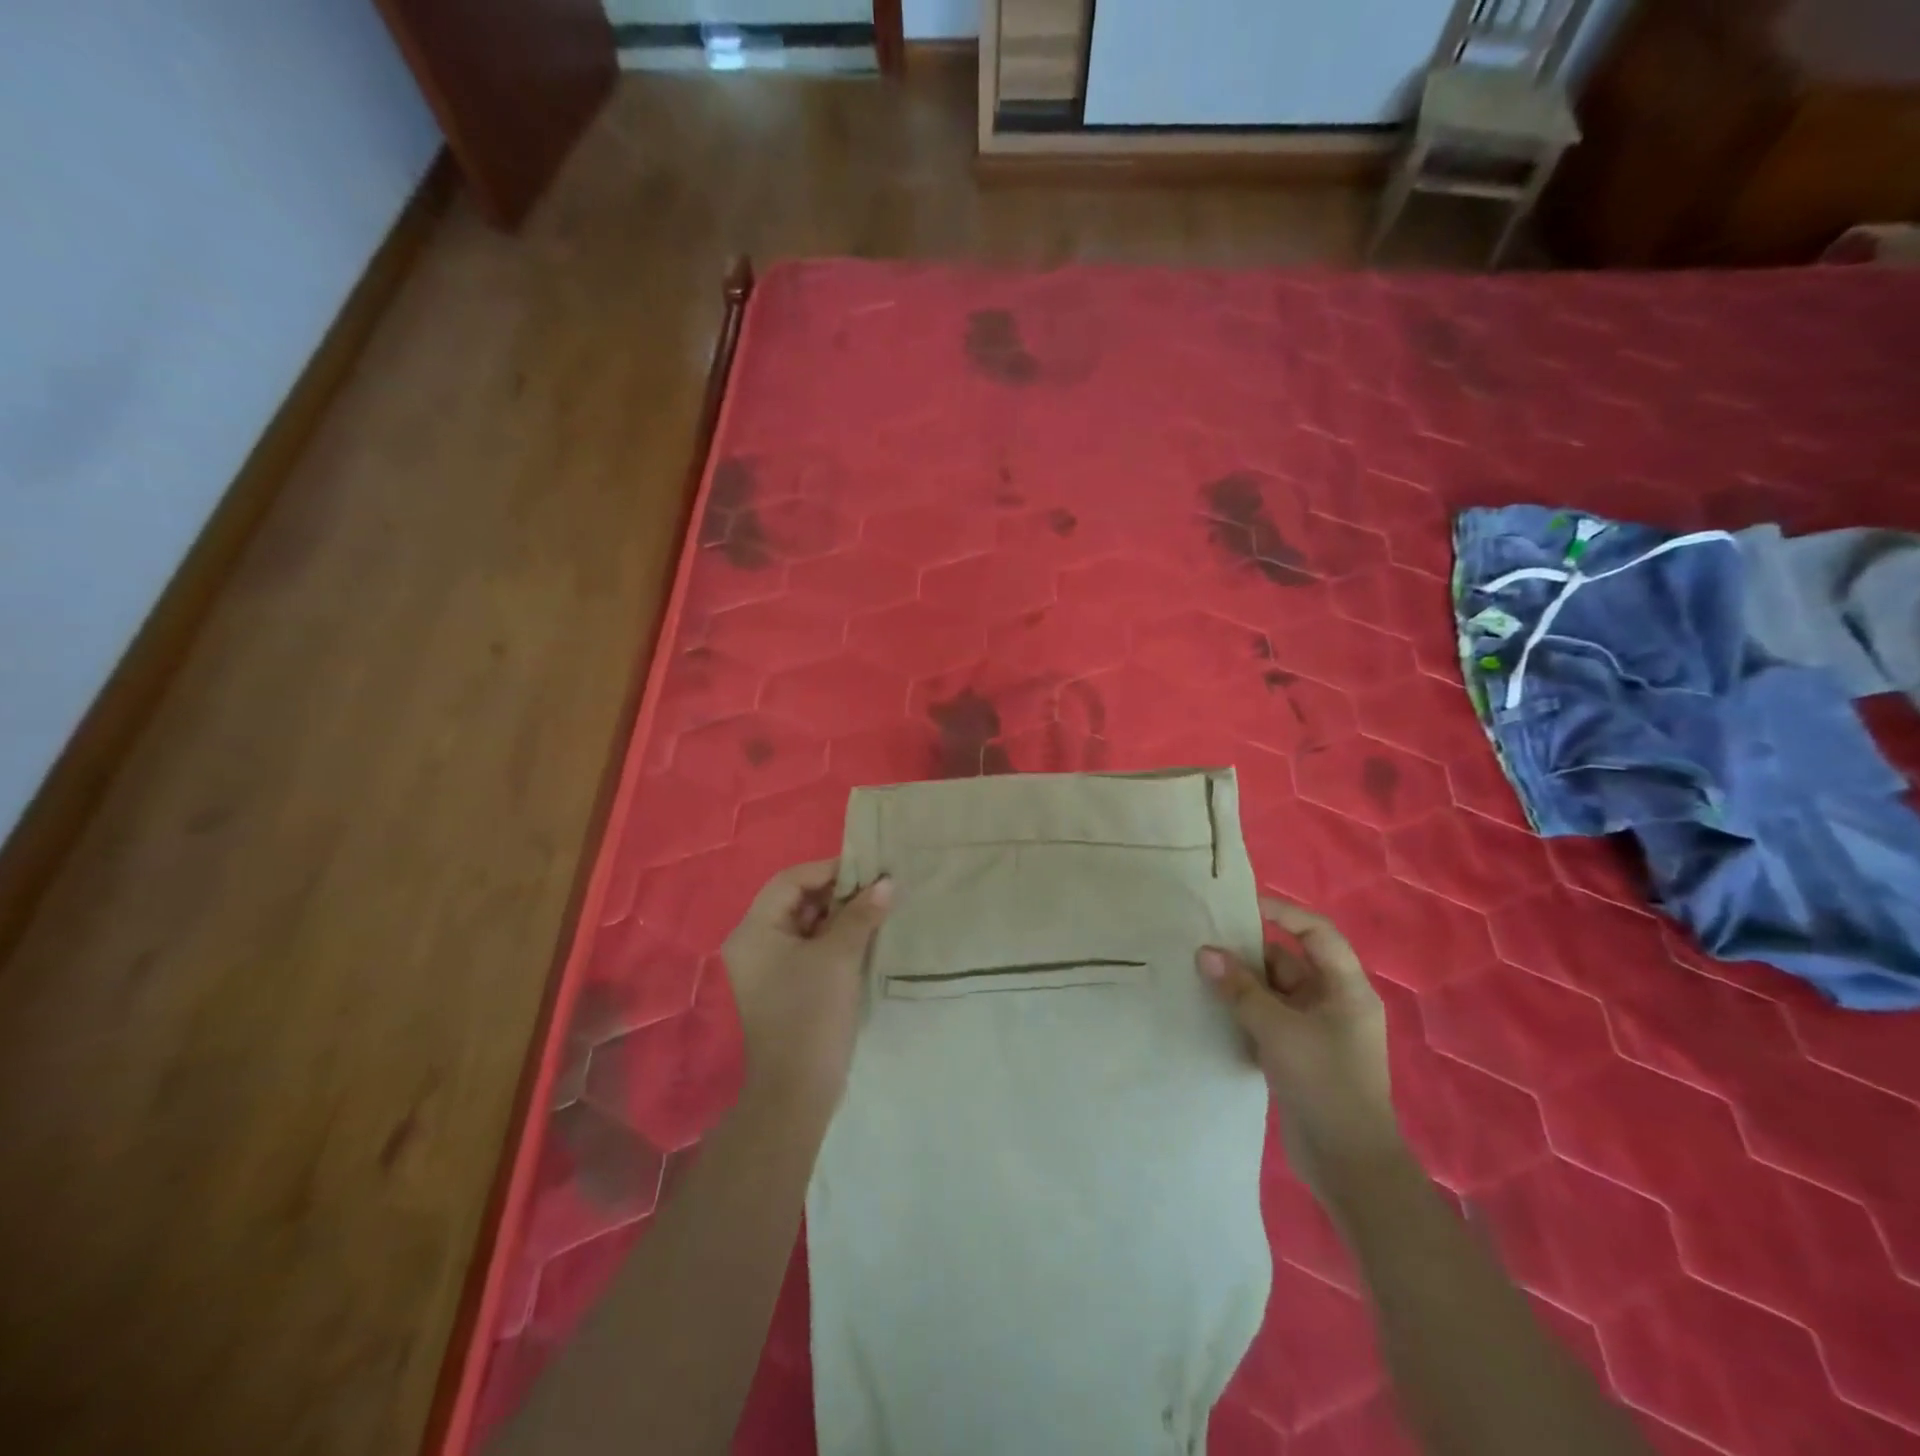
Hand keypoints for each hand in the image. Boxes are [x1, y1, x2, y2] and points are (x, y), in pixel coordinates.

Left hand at [722, 861, 893, 1100]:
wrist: (797, 1091)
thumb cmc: (811, 1014)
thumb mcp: (840, 956)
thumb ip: (861, 914)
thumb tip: (886, 882)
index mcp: (754, 930)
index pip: (791, 880)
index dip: (830, 870)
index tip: (869, 872)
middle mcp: (753, 943)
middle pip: (797, 900)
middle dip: (838, 894)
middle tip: (878, 891)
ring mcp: (767, 968)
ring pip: (806, 925)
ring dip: (840, 917)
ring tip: (877, 911)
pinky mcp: (784, 987)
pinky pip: (808, 949)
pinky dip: (834, 940)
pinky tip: (865, 939)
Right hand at [1196, 898, 1400, 1199]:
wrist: (1347, 1164)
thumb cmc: (1324, 1083)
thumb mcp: (1278, 1029)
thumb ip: (1239, 989)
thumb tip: (1204, 952)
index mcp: (1345, 989)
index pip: (1316, 933)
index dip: (1283, 913)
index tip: (1241, 907)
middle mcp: (1333, 1004)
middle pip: (1288, 962)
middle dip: (1248, 953)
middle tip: (1203, 943)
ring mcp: (1315, 1032)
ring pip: (1272, 993)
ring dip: (1240, 986)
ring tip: (1197, 973)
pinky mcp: (1297, 1056)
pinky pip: (1265, 1020)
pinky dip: (1241, 1013)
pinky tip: (1209, 1011)